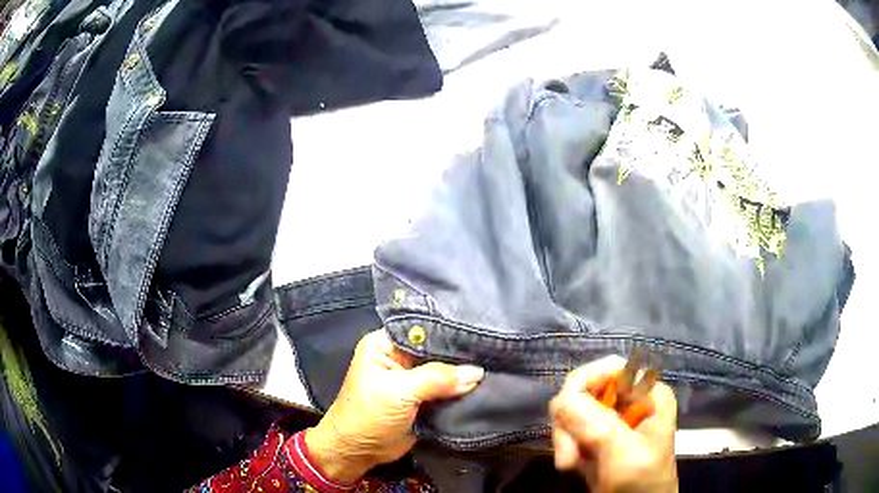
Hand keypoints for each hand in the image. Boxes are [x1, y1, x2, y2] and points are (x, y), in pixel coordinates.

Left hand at [305, 329, 484, 483]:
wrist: (358, 452)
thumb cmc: (368, 416)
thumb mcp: (399, 392)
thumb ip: (438, 378)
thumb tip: (477, 372)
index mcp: (385, 343)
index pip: (424, 328)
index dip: (451, 331)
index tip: (481, 332)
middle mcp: (400, 356)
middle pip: (437, 349)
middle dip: (462, 354)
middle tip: (493, 350)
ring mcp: (412, 379)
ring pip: (445, 370)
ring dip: (465, 374)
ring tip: (496, 364)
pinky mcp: (422, 398)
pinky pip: (447, 389)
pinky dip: (462, 390)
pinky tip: (486, 384)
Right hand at [549, 356, 678, 492]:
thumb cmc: (642, 481)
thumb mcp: (625, 453)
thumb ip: (597, 425)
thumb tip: (560, 398)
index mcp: (647, 394)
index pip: (611, 368)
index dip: (584, 383)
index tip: (566, 411)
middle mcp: (628, 402)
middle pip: (585, 390)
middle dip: (570, 420)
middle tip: (568, 454)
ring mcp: (610, 421)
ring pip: (572, 411)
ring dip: (565, 438)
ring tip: (569, 464)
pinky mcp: (595, 439)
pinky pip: (569, 430)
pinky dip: (565, 447)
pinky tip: (571, 465)